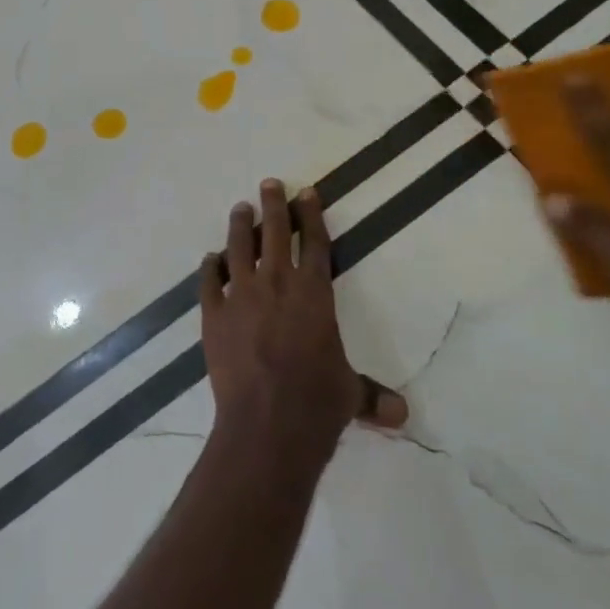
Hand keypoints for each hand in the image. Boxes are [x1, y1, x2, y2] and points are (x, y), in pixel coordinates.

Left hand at [200, 180, 407, 468]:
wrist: (266, 424)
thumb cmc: (316, 404)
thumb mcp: (348, 394)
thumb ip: (369, 396)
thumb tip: (401, 415)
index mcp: (313, 293)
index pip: (314, 243)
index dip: (311, 215)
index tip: (306, 192)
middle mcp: (276, 284)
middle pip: (275, 233)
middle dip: (274, 205)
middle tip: (269, 183)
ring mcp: (240, 296)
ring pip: (239, 247)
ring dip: (241, 225)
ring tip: (241, 208)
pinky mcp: (213, 314)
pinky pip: (208, 282)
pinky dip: (209, 268)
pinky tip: (210, 259)